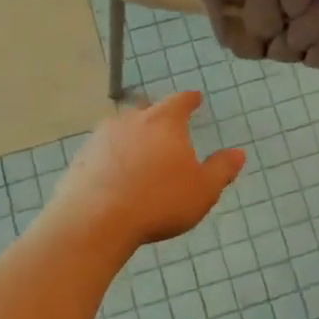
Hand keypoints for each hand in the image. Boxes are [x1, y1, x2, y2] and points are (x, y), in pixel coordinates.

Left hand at [52, 91, 244, 246]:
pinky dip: (110, 157)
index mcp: (163, 122)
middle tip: (164, 126)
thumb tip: (238, 153)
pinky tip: (114, 175)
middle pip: (146, 110)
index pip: (180, 101)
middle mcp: (130, 121)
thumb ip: (221, 170)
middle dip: (156, 116)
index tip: (195, 98)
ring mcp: (101, 138)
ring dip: (131, 136)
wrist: (96, 220)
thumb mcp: (202, 190)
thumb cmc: (159, 201)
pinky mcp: (80, 158)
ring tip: (138, 153)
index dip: (189, 100)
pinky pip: (101, 151)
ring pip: (120, 129)